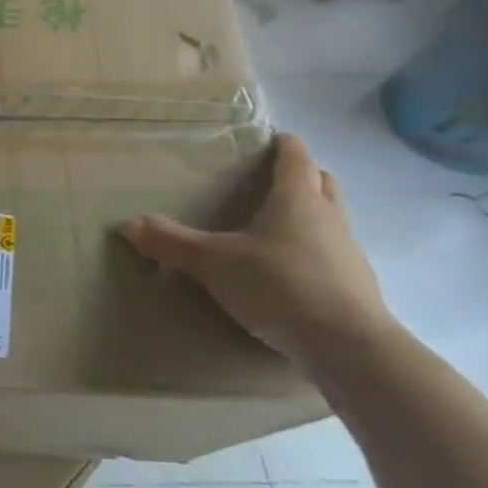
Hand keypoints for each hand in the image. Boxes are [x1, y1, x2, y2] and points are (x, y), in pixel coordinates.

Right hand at [122, 134, 390, 364]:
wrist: (349, 348)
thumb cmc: (279, 285)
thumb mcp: (213, 263)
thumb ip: (171, 242)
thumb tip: (128, 225)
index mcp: (296, 199)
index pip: (296, 156)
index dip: (283, 144)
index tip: (270, 139)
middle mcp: (329, 217)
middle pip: (322, 182)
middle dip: (302, 175)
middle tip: (272, 180)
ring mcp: (349, 253)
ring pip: (332, 219)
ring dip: (312, 215)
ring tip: (278, 227)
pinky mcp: (359, 288)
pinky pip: (335, 255)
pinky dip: (317, 253)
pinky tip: (293, 272)